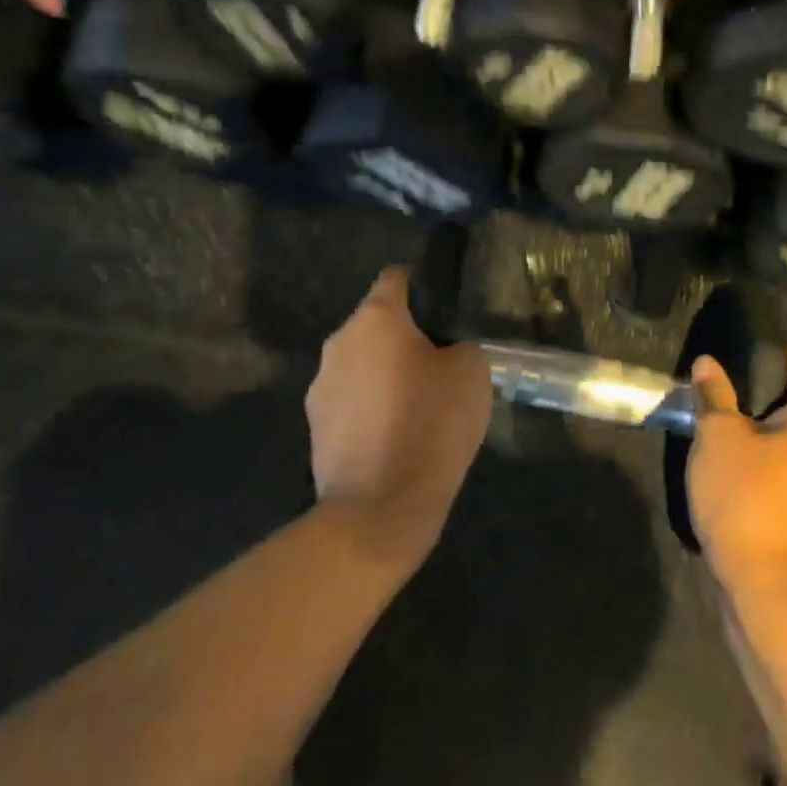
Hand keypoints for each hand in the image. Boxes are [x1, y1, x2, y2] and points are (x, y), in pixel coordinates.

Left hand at [306, 267, 492, 565]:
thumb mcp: (472, 373)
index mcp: (375, 319)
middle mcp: (339, 343)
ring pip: (361, 364)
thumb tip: (444, 351)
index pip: (396, 278)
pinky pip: (350, 401)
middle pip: (376, 324)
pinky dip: (371, 409)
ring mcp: (320, 386)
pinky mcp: (314, 426)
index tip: (444, 316)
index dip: (423, 289)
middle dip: (404, 339)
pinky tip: (395, 438)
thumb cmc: (431, 425)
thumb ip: (459, 346)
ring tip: (417, 409)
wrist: (380, 508)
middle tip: (440, 368)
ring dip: (385, 375)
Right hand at [687, 345, 786, 599]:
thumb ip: (714, 394)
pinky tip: (736, 458)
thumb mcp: (718, 437)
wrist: (769, 587)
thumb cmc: (747, 499)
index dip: (765, 351)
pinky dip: (770, 454)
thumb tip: (707, 364)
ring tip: (720, 419)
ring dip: (762, 425)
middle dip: (759, 390)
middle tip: (717, 385)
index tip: (730, 351)